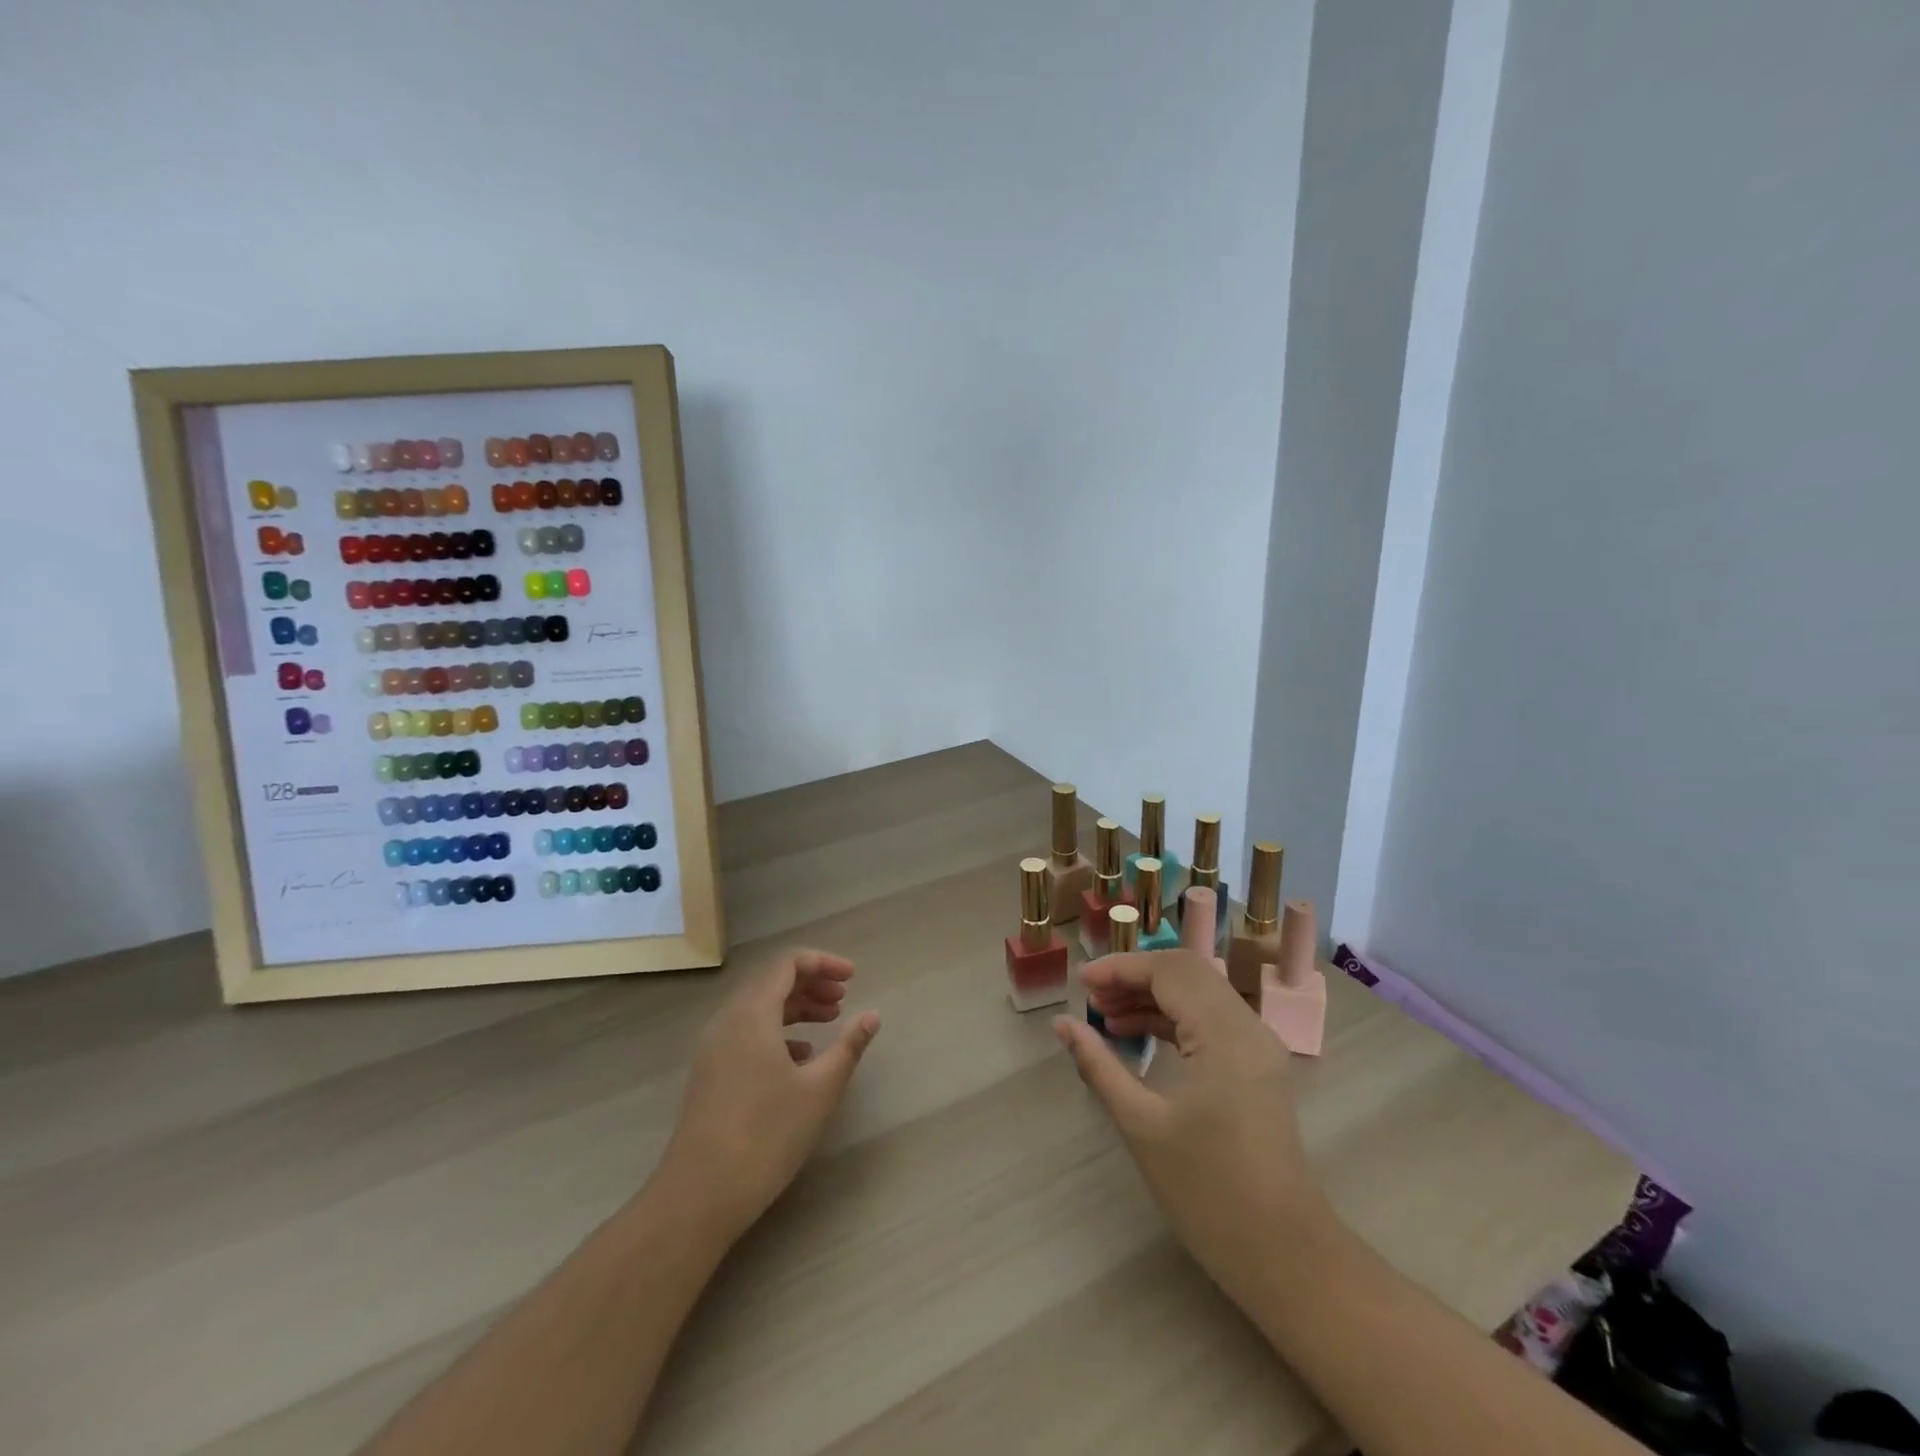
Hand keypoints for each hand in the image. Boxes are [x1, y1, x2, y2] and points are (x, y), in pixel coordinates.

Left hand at [658, 951, 879, 1241]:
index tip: (853, 977)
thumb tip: (872, 1015)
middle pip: (772, 981)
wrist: (700, 1195)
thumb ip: (849, 1046)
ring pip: (759, 1008)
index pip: (787, 963)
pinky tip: (801, 1057)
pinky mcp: (710, 1073)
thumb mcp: (819, 1089)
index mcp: (752, 1013)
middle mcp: (728, 1020)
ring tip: (830, 1022)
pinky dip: (777, 1032)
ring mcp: (714, 1048)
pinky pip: (747, 1033)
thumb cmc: (766, 1134)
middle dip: (811, 983)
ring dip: (796, 1008)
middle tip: (843, 999)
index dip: (823, 963)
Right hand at [1054, 950, 1329, 1302]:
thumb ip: (1099, 1065)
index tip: (1080, 982)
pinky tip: (1135, 1036)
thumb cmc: (1209, 1192)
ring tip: (1104, 1015)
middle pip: (1186, 973)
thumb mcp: (1142, 1125)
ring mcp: (1257, 1046)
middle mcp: (1247, 1027)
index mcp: (1224, 1034)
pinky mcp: (1256, 1067)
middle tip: (1091, 996)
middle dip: (1135, 977)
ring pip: (1198, 994)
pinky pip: (1209, 1021)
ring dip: (1152, 997)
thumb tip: (1062, 1024)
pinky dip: (1172, 1019)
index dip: (1121, 968)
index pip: (1169, 972)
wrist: (1285, 1256)